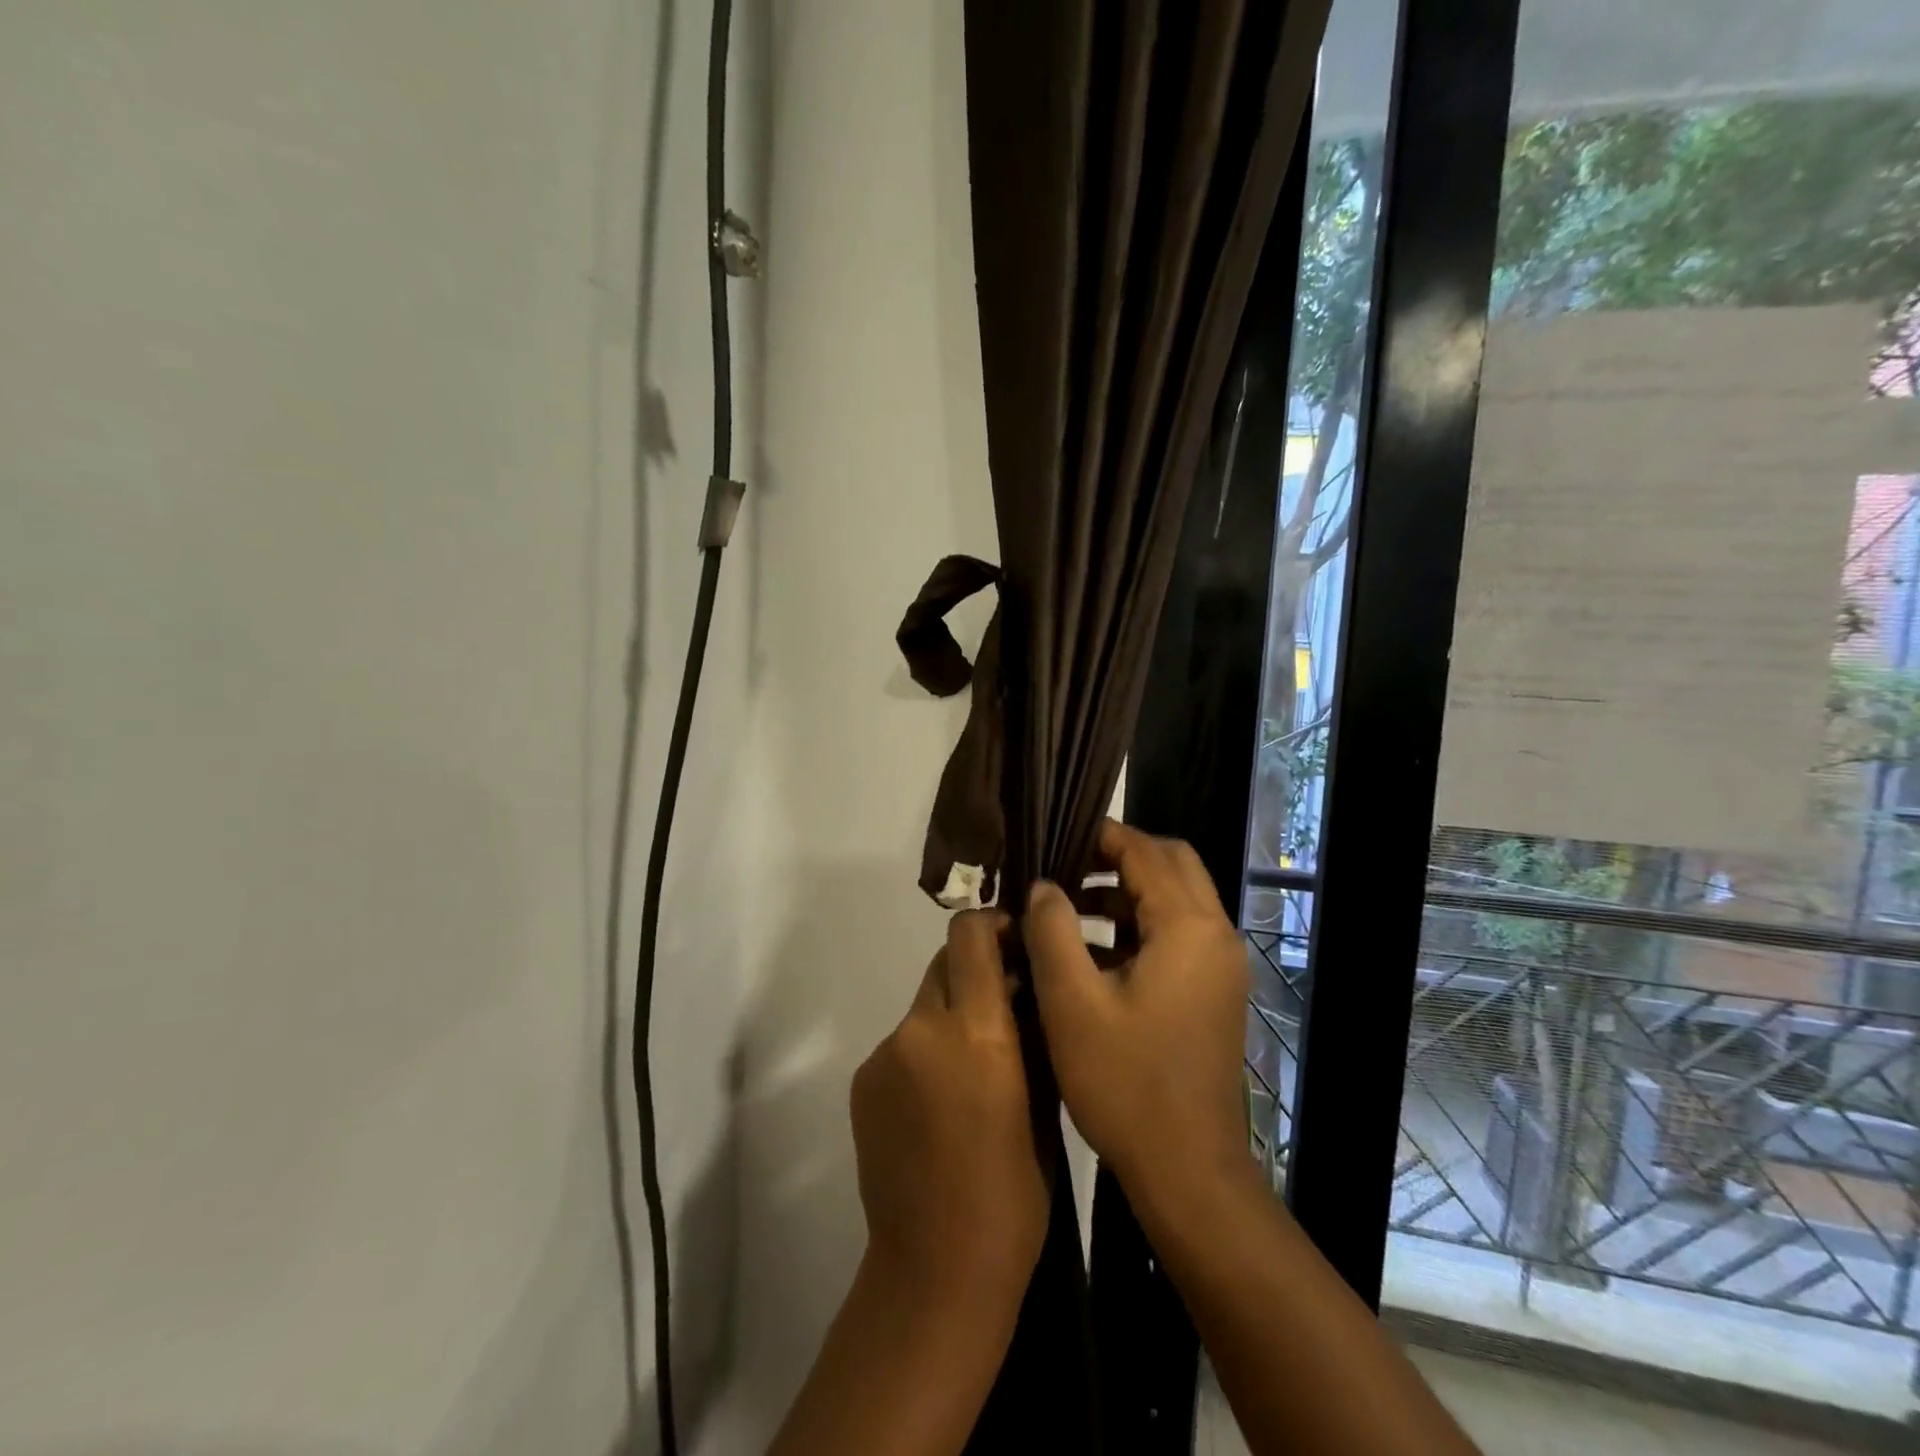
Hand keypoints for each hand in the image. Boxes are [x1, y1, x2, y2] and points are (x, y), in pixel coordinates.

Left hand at [849, 910, 1047, 1327]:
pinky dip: (924, 1052)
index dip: (991, 924)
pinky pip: (902, 1043)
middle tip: (1002, 1010)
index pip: (969, 935)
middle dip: (974, 972)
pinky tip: (939, 1103)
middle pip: (944, 963)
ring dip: (949, 1017)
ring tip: (972, 1069)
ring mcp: (884, 1053)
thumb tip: (1026, 989)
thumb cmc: (1014, 1194)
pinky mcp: (862, 1079)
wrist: (936, 1270)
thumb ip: (1031, 1034)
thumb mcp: (1045, 1104)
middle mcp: (921, 1028)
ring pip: (924, 1005)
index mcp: (975, 1031)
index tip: (1013, 941)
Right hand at [1024, 819, 1250, 1208]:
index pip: (1147, 851)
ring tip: (1066, 906)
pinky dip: (1137, 926)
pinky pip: (1176, 934)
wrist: (1187, 1171)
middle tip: (1064, 868)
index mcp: (1189, 927)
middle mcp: (1216, 935)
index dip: (1101, 836)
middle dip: (1117, 857)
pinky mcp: (1212, 992)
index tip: (1055, 837)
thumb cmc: (1126, 1083)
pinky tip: (1090, 951)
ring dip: (1125, 892)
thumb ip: (1052, 930)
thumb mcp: (1072, 1002)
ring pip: (1174, 899)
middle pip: (1171, 865)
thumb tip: (1044, 886)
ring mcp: (1219, 966)